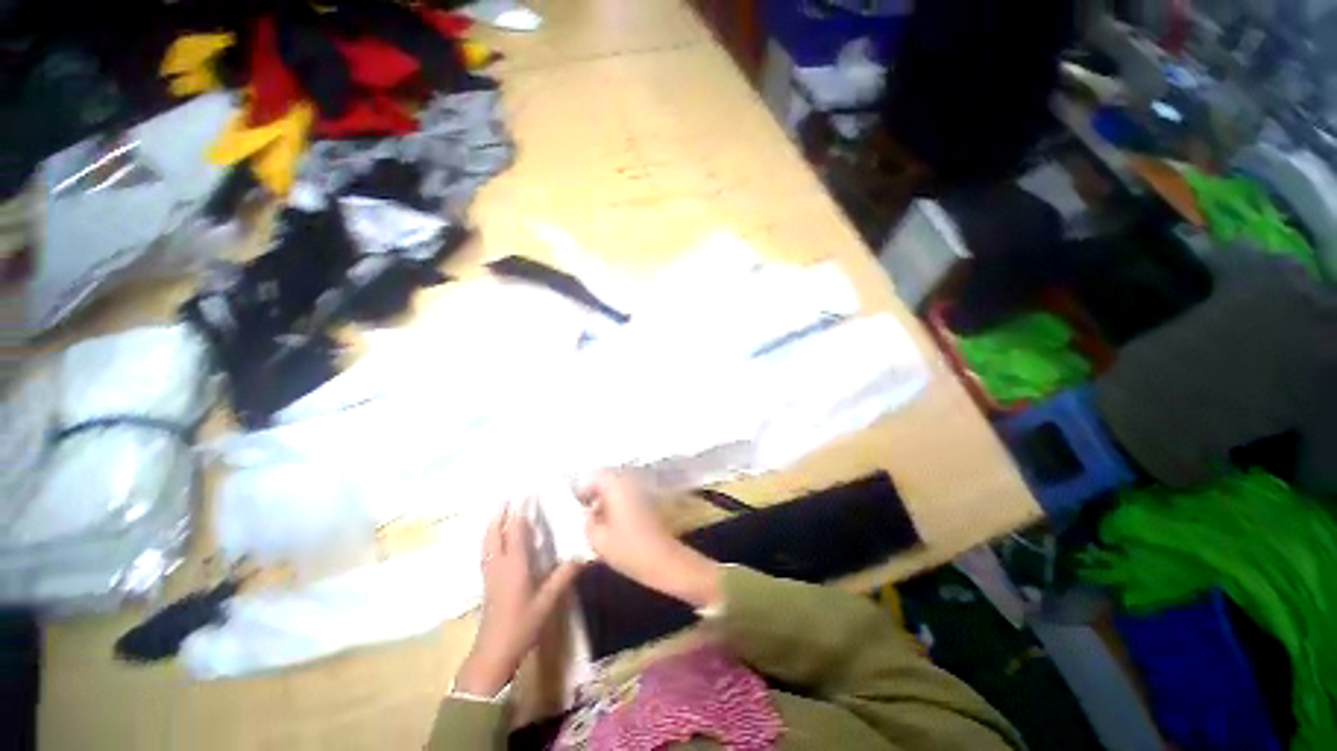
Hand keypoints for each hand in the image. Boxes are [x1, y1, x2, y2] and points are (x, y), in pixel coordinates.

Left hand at [455, 504, 581, 696]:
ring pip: (487, 542)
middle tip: (507, 497)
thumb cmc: (521, 625)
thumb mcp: (547, 601)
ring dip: (492, 524)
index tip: (527, 494)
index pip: (516, 530)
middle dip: (500, 513)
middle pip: (494, 532)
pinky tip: (495, 541)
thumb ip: (563, 577)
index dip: (520, 511)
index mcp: (514, 564)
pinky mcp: (487, 583)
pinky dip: (490, 539)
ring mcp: (490, 573)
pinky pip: (486, 552)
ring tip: (499, 512)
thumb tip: (582, 555)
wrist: (493, 653)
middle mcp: (499, 564)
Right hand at [577, 471, 720, 609]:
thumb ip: (587, 522)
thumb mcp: (597, 539)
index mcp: (616, 485)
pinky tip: (611, 522)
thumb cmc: (628, 548)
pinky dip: (617, 504)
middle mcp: (629, 481)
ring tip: (595, 518)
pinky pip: (627, 495)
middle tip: (583, 510)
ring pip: (617, 488)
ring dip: (605, 498)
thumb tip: (585, 513)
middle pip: (606, 479)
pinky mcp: (648, 501)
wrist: (664, 560)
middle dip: (594, 492)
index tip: (574, 503)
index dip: (581, 488)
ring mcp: (641, 490)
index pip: (593, 476)